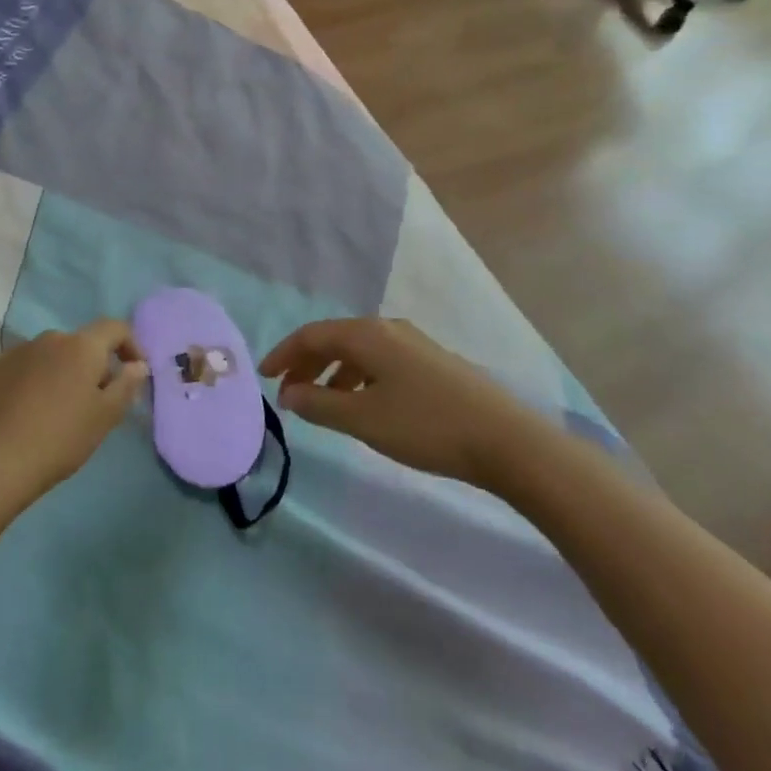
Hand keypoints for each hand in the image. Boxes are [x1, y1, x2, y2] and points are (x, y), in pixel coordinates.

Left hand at [0, 321, 149, 508]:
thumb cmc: (61, 439)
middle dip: (90, 367)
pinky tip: (22, 413)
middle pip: (79, 345)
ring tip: (54, 411)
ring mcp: (15, 351)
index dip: (130, 345)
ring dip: (57, 374)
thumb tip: (137, 365)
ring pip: (47, 356)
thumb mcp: (105, 417)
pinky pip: (19, 369)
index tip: (133, 372)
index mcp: (81, 346)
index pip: (114, 328)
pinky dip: (27, 382)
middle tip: (92, 403)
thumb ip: (126, 385)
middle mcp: (48, 338)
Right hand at [260, 318, 545, 489]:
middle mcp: (388, 329)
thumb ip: (320, 405)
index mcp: (368, 335)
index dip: (283, 354)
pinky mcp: (433, 363)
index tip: (263, 376)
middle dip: (306, 364)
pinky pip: (380, 362)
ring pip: (359, 352)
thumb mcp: (364, 419)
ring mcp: (414, 344)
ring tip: (321, 403)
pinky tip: (362, 404)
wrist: (507, 441)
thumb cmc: (426, 426)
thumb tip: (289, 394)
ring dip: (332, 373)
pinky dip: (358, 378)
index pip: (312, 335)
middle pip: (335, 339)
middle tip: (287, 392)